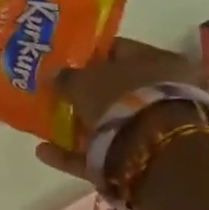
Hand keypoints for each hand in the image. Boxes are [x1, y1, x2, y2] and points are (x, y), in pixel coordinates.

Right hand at [35, 36, 200, 181]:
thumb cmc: (122, 98)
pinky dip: (73, 153)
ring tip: (46, 127)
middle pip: (117, 90)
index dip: (91, 55)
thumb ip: (68, 76)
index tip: (65, 62)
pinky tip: (45, 152)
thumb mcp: (85, 79)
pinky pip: (101, 152)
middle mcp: (164, 92)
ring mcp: (154, 128)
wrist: (152, 150)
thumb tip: (56, 73)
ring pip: (111, 123)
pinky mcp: (142, 159)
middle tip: (58, 96)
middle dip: (88, 94)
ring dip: (79, 126)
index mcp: (159, 61)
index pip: (121, 50)